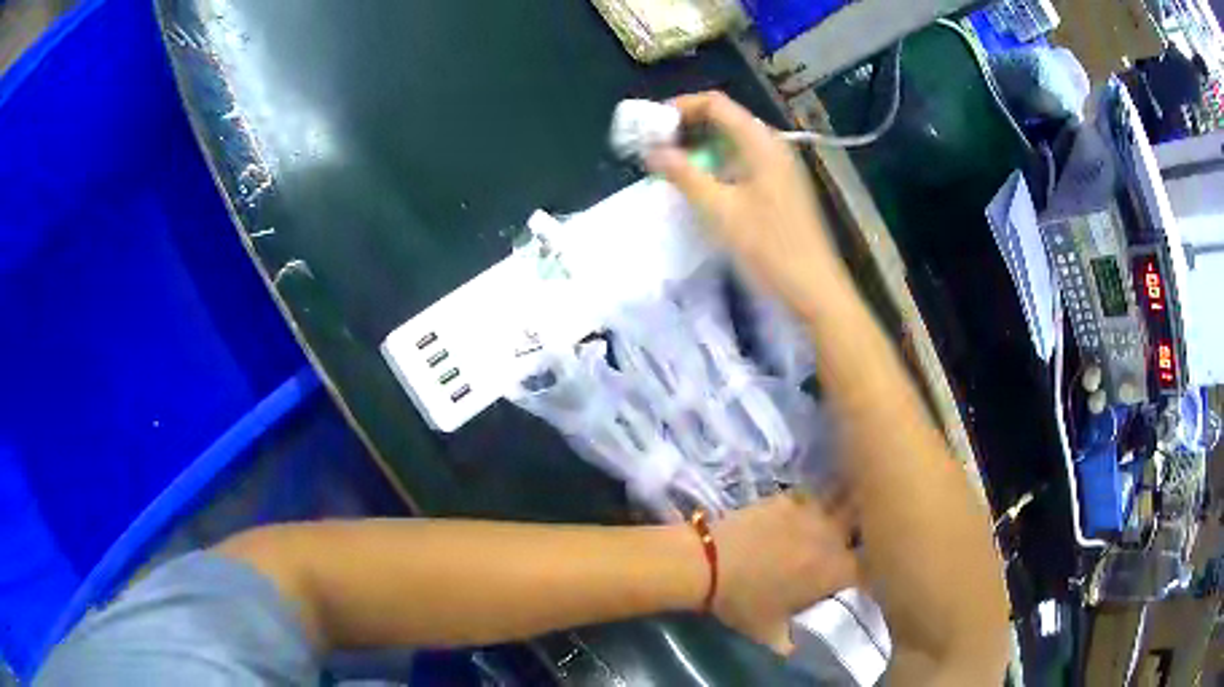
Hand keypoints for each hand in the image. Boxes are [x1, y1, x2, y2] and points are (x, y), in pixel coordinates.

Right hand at [646, 92, 843, 315]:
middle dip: (686, 128)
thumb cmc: (769, 248)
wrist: (815, 289)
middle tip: (656, 148)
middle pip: (724, 119)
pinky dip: (717, 165)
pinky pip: (742, 163)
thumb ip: (684, 175)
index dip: (680, 108)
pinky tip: (701, 187)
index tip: (651, 127)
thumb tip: (653, 151)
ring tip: (671, 167)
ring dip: (700, 148)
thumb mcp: (720, 211)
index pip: (716, 104)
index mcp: (761, 143)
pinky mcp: (780, 188)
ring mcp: (779, 167)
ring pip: (733, 143)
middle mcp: (772, 146)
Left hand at [710, 493, 858, 653]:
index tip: (870, 576)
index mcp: (836, 570)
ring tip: (840, 517)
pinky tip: (805, 510)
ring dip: (848, 506)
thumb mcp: (769, 633)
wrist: (707, 563)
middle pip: (867, 521)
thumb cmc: (742, 602)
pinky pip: (813, 495)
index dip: (877, 571)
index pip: (873, 567)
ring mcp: (812, 511)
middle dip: (869, 528)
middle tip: (858, 540)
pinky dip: (814, 502)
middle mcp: (833, 536)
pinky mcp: (788, 497)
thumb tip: (799, 648)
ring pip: (844, 498)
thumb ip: (792, 642)